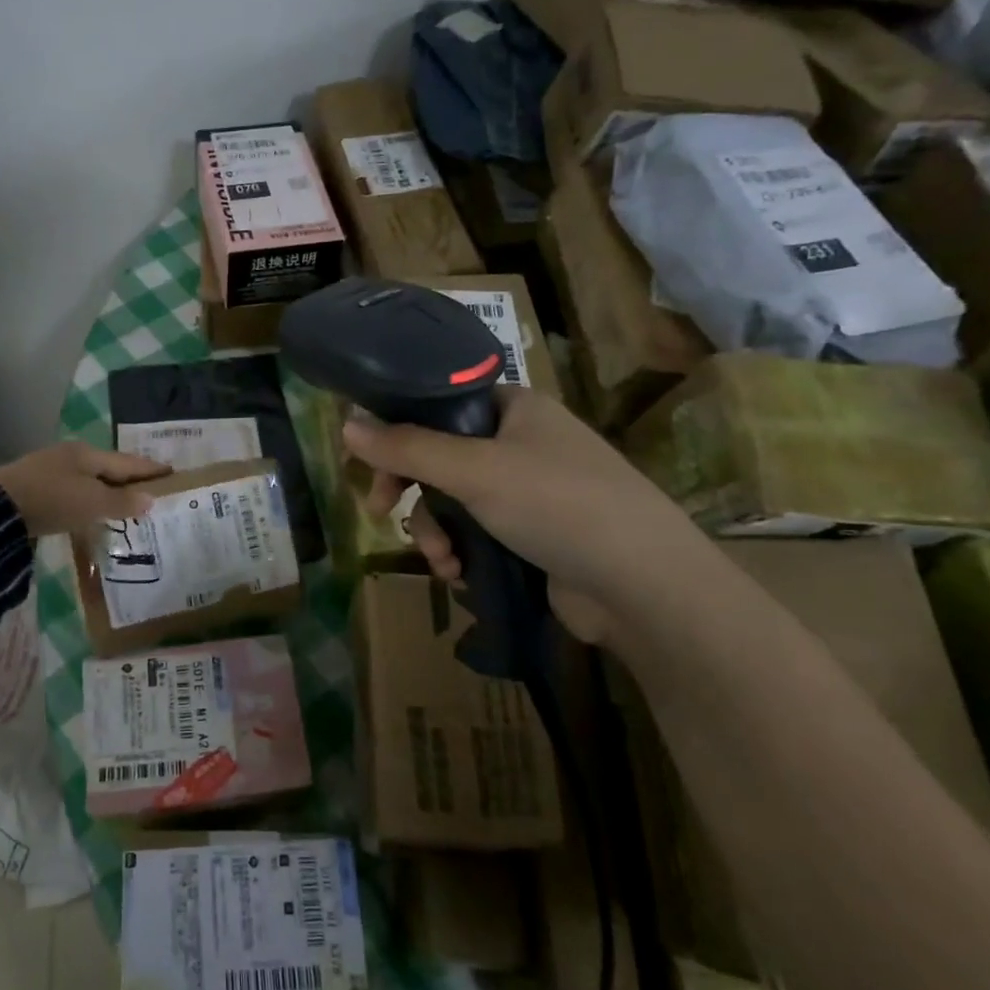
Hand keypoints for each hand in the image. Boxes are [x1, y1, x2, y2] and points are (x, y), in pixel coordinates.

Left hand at [0, 442, 171, 536]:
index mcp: (88, 454)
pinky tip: (93, 512)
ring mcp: (52, 471)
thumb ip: (122, 500)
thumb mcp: (92, 502)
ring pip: (91, 480)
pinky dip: (90, 500)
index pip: (129, 462)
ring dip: (110, 491)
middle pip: (110, 468)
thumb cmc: (52, 500)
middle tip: (154, 491)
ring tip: (128, 505)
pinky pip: (75, 492)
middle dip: (131, 480)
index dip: (152, 469)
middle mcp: (71, 456)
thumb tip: (151, 498)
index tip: (174, 473)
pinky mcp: (37, 489)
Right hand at [341, 388, 713, 644]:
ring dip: (436, 530)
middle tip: (382, 512)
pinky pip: (478, 531)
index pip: (438, 403)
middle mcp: (521, 440)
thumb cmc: (557, 504)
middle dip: (412, 491)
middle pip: (440, 455)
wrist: (644, 586)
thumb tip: (345, 425)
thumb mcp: (473, 470)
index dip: (398, 429)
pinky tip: (459, 575)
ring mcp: (531, 489)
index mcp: (513, 407)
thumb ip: (406, 447)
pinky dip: (461, 551)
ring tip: (442, 561)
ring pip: (455, 499)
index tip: (370, 463)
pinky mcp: (535, 533)